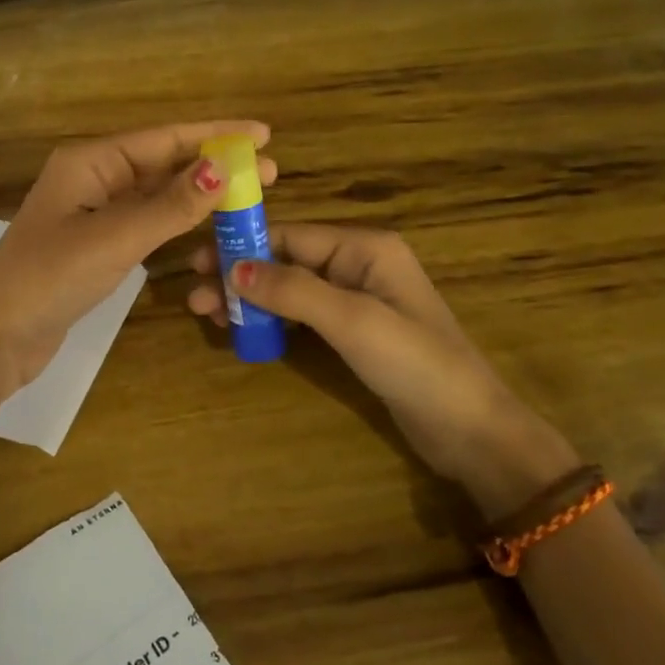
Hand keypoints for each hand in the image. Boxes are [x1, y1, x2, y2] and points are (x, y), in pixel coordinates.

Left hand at [0, 122, 277, 392]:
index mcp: (90, 162)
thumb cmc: (49, 277)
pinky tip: (207, 223)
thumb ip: (170, 206)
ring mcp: (94, 214)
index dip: (216, 133)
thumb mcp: (115, 238)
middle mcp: (93, 179)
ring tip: (248, 195)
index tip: (263, 133)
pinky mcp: (97, 246)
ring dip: (200, 194)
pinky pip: (147, 223)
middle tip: (270, 170)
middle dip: (215, 164)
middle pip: (163, 163)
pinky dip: (178, 222)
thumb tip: (223, 169)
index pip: (164, 138)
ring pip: (157, 194)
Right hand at [187, 223, 577, 517]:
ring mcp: (356, 299)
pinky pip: (302, 314)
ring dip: (250, 299)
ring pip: (289, 288)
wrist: (470, 429)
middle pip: (286, 260)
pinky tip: (242, 330)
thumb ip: (293, 290)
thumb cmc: (415, 363)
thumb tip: (233, 268)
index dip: (242, 246)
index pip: (291, 235)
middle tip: (194, 297)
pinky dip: (271, 319)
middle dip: (240, 275)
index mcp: (364, 247)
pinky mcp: (353, 331)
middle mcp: (358, 264)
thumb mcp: (352, 321)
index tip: (197, 261)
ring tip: (207, 315)